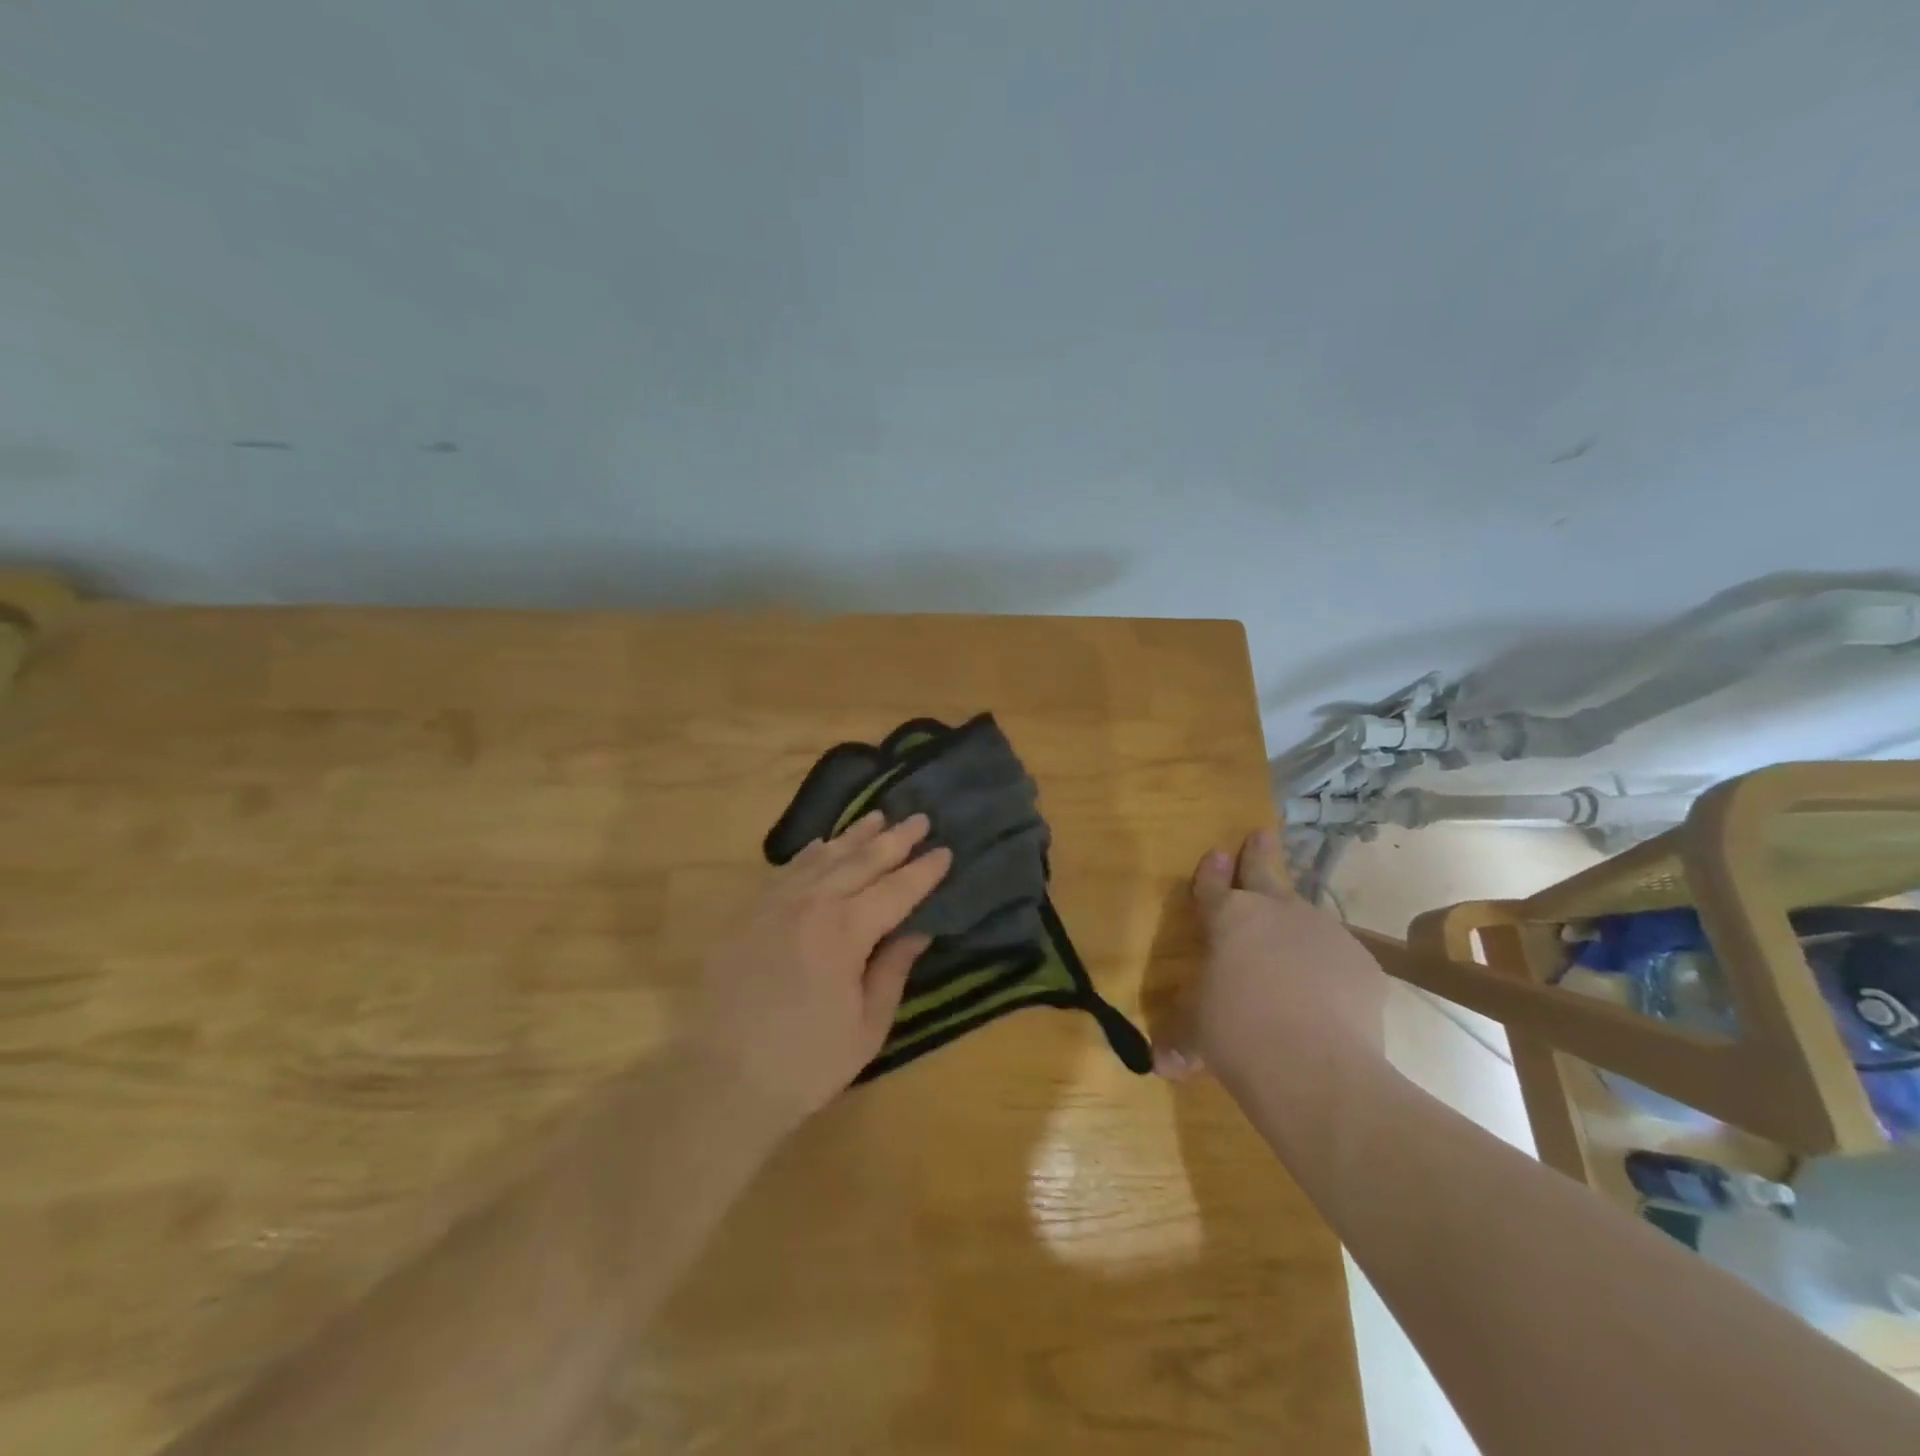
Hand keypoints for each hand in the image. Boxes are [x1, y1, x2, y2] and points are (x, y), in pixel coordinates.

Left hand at [690, 811, 952, 1132]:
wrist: (721, 1080)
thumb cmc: (806, 1062)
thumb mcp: (867, 1026)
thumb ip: (893, 970)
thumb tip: (918, 930)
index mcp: (846, 931)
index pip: (896, 890)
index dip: (923, 871)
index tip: (945, 850)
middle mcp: (812, 904)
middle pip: (861, 861)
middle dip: (895, 839)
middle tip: (920, 819)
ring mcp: (775, 904)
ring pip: (823, 857)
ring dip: (854, 836)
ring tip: (879, 817)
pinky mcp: (749, 914)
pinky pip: (786, 871)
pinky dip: (810, 853)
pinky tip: (823, 843)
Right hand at [1153, 829, 1387, 1084]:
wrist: (1315, 1068)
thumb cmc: (1236, 1035)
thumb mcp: (1196, 1035)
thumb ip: (1181, 1039)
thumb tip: (1163, 1064)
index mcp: (1229, 919)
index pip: (1213, 886)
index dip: (1212, 872)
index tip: (1217, 853)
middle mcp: (1276, 912)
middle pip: (1265, 872)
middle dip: (1259, 853)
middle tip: (1261, 835)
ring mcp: (1324, 933)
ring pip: (1306, 917)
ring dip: (1296, 924)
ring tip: (1293, 948)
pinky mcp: (1362, 963)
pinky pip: (1339, 958)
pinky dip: (1329, 969)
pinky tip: (1327, 998)